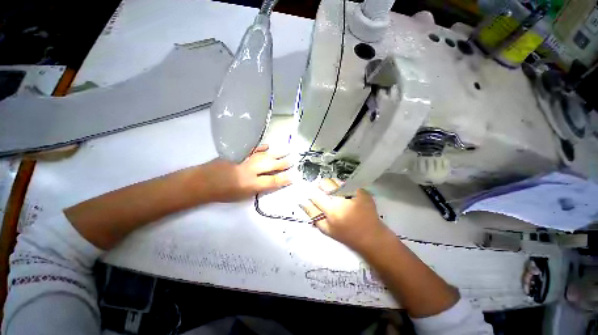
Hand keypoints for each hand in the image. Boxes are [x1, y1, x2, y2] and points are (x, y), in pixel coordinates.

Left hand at [199, 144, 291, 201]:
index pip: (273, 181)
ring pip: (265, 155)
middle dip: (283, 163)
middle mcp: (250, 170)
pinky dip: (261, 147)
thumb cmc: (223, 193)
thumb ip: (258, 188)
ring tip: (286, 151)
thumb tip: (269, 181)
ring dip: (277, 153)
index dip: (284, 179)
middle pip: (271, 165)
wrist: (204, 181)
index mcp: (251, 184)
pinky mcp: (238, 153)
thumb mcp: (243, 196)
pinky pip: (253, 148)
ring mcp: (244, 159)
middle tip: (292, 160)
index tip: (293, 176)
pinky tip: (268, 146)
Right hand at [299, 179, 390, 252]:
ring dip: (332, 185)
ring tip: (335, 192)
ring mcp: (353, 194)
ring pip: (336, 181)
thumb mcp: (327, 230)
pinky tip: (346, 193)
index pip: (316, 195)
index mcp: (332, 211)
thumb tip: (302, 202)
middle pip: (325, 184)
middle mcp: (342, 200)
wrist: (372, 236)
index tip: (312, 191)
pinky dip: (344, 186)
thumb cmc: (347, 235)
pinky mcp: (362, 191)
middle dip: (322, 186)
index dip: (312, 192)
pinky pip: (348, 183)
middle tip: (324, 192)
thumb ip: (313, 215)